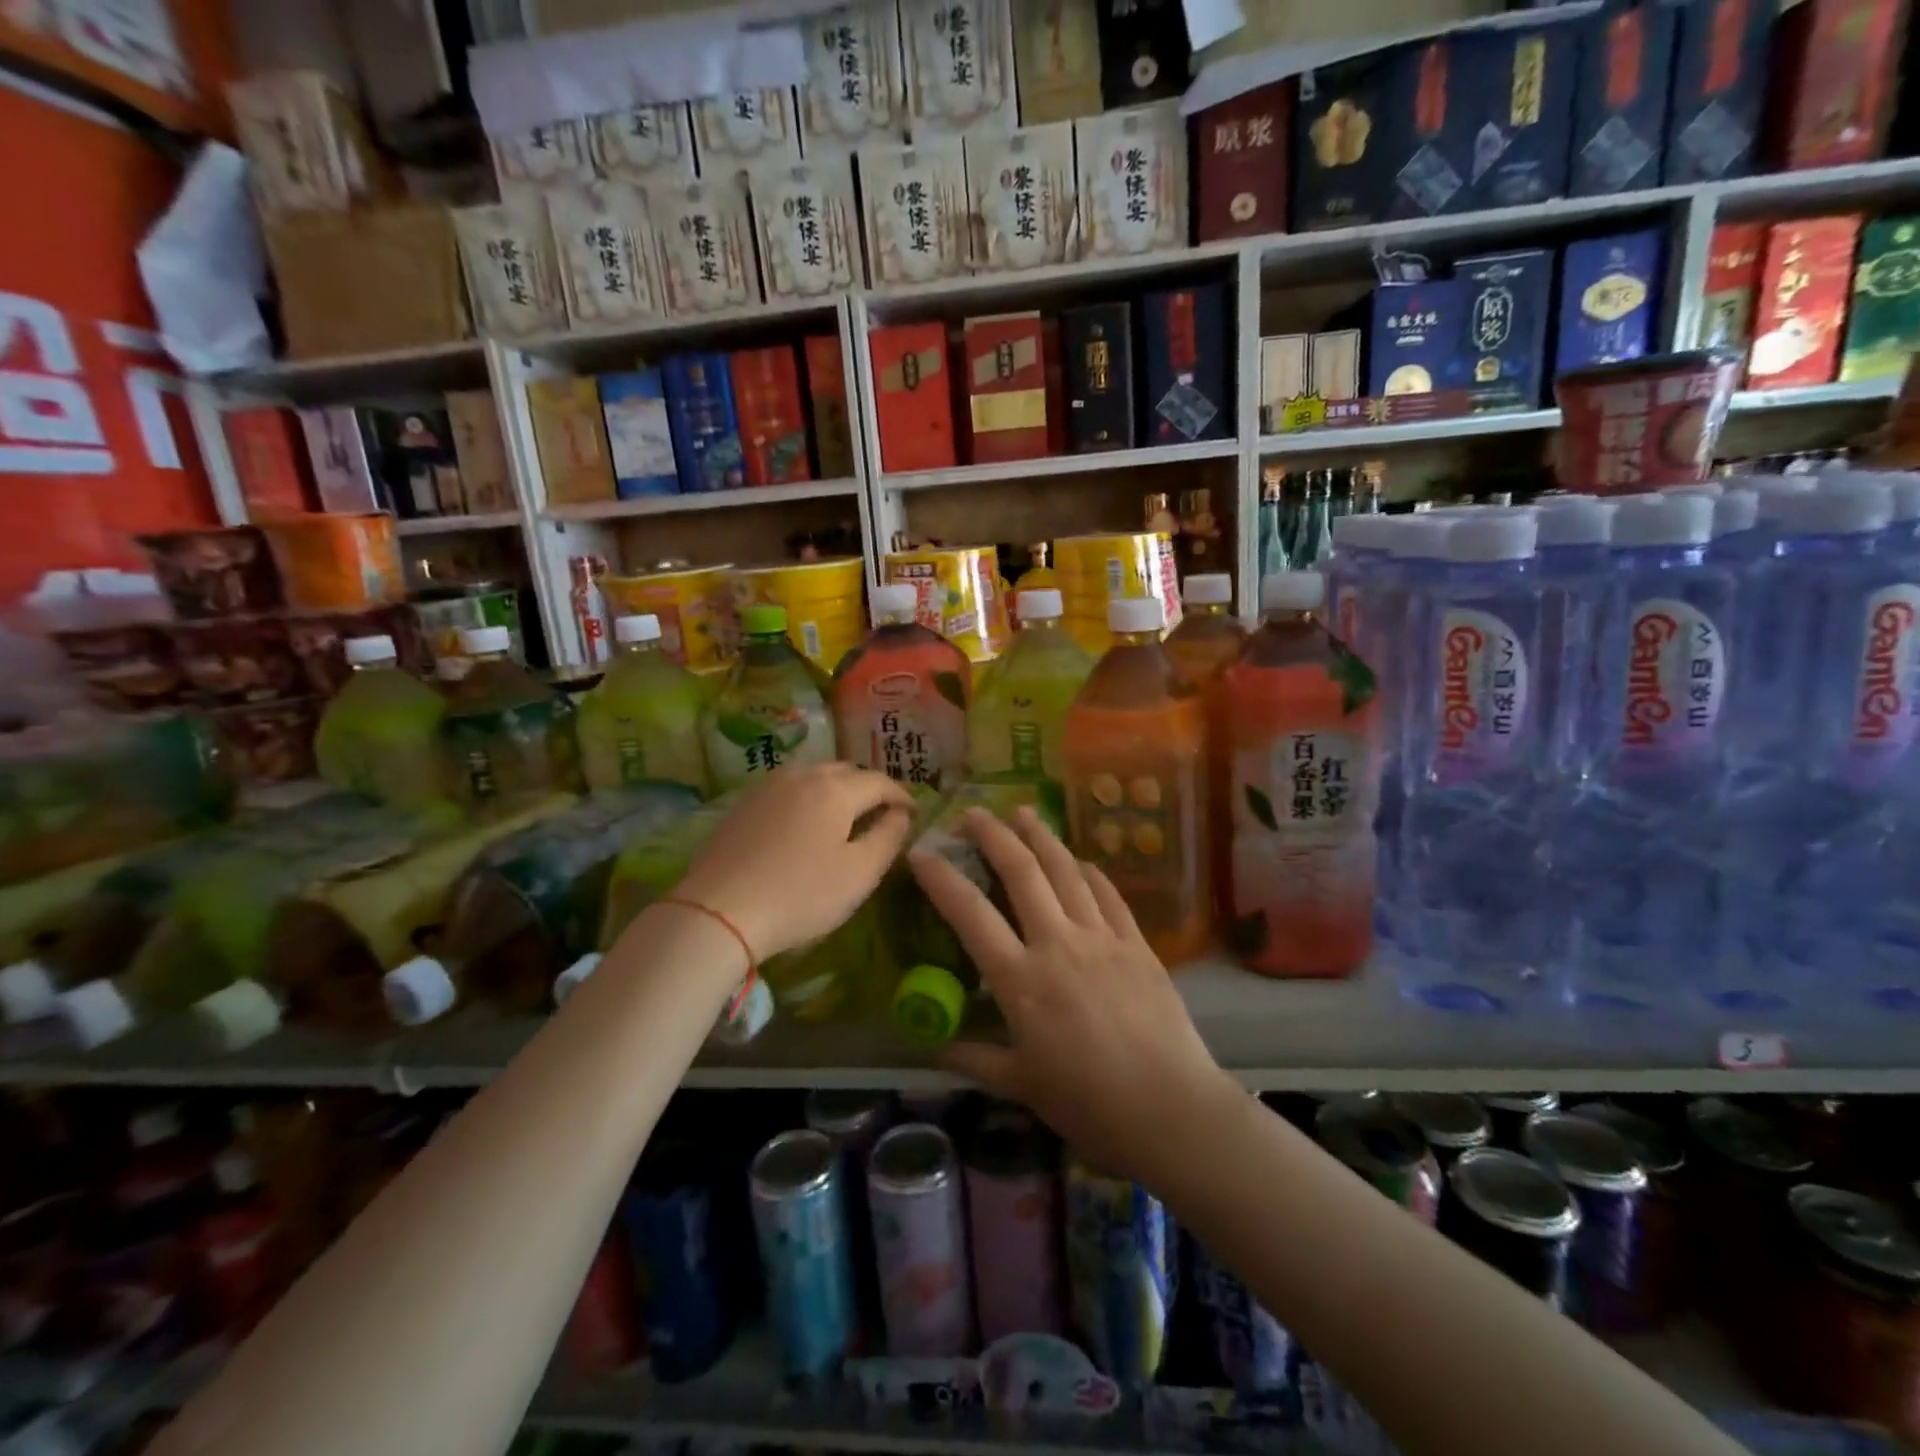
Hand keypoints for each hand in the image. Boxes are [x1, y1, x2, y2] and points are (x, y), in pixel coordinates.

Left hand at [676, 763, 914, 963]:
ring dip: (837, 789)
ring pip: (814, 776)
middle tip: (881, 814)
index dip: (901, 796)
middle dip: (869, 788)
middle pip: (846, 771)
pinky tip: (804, 822)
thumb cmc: (800, 895)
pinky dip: (807, 797)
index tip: (913, 814)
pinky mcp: (743, 803)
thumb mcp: (859, 873)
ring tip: (845, 816)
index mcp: (835, 789)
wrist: (719, 911)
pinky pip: (788, 788)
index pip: (880, 782)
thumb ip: (888, 838)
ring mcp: (768, 786)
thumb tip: (901, 814)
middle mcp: (802, 775)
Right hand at [909, 806, 1240, 1185]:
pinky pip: (1108, 895)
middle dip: (993, 835)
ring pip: (1065, 871)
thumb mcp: (1023, 1087)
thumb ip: (977, 1060)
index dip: (941, 879)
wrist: (1171, 1108)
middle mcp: (1057, 944)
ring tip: (1024, 812)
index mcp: (1020, 980)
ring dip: (1041, 837)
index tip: (921, 853)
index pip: (970, 914)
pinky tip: (1080, 860)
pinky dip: (1089, 871)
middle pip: (1021, 872)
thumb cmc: (1088, 1104)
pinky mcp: (1136, 944)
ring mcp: (1100, 938)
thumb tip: (937, 1051)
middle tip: (974, 812)